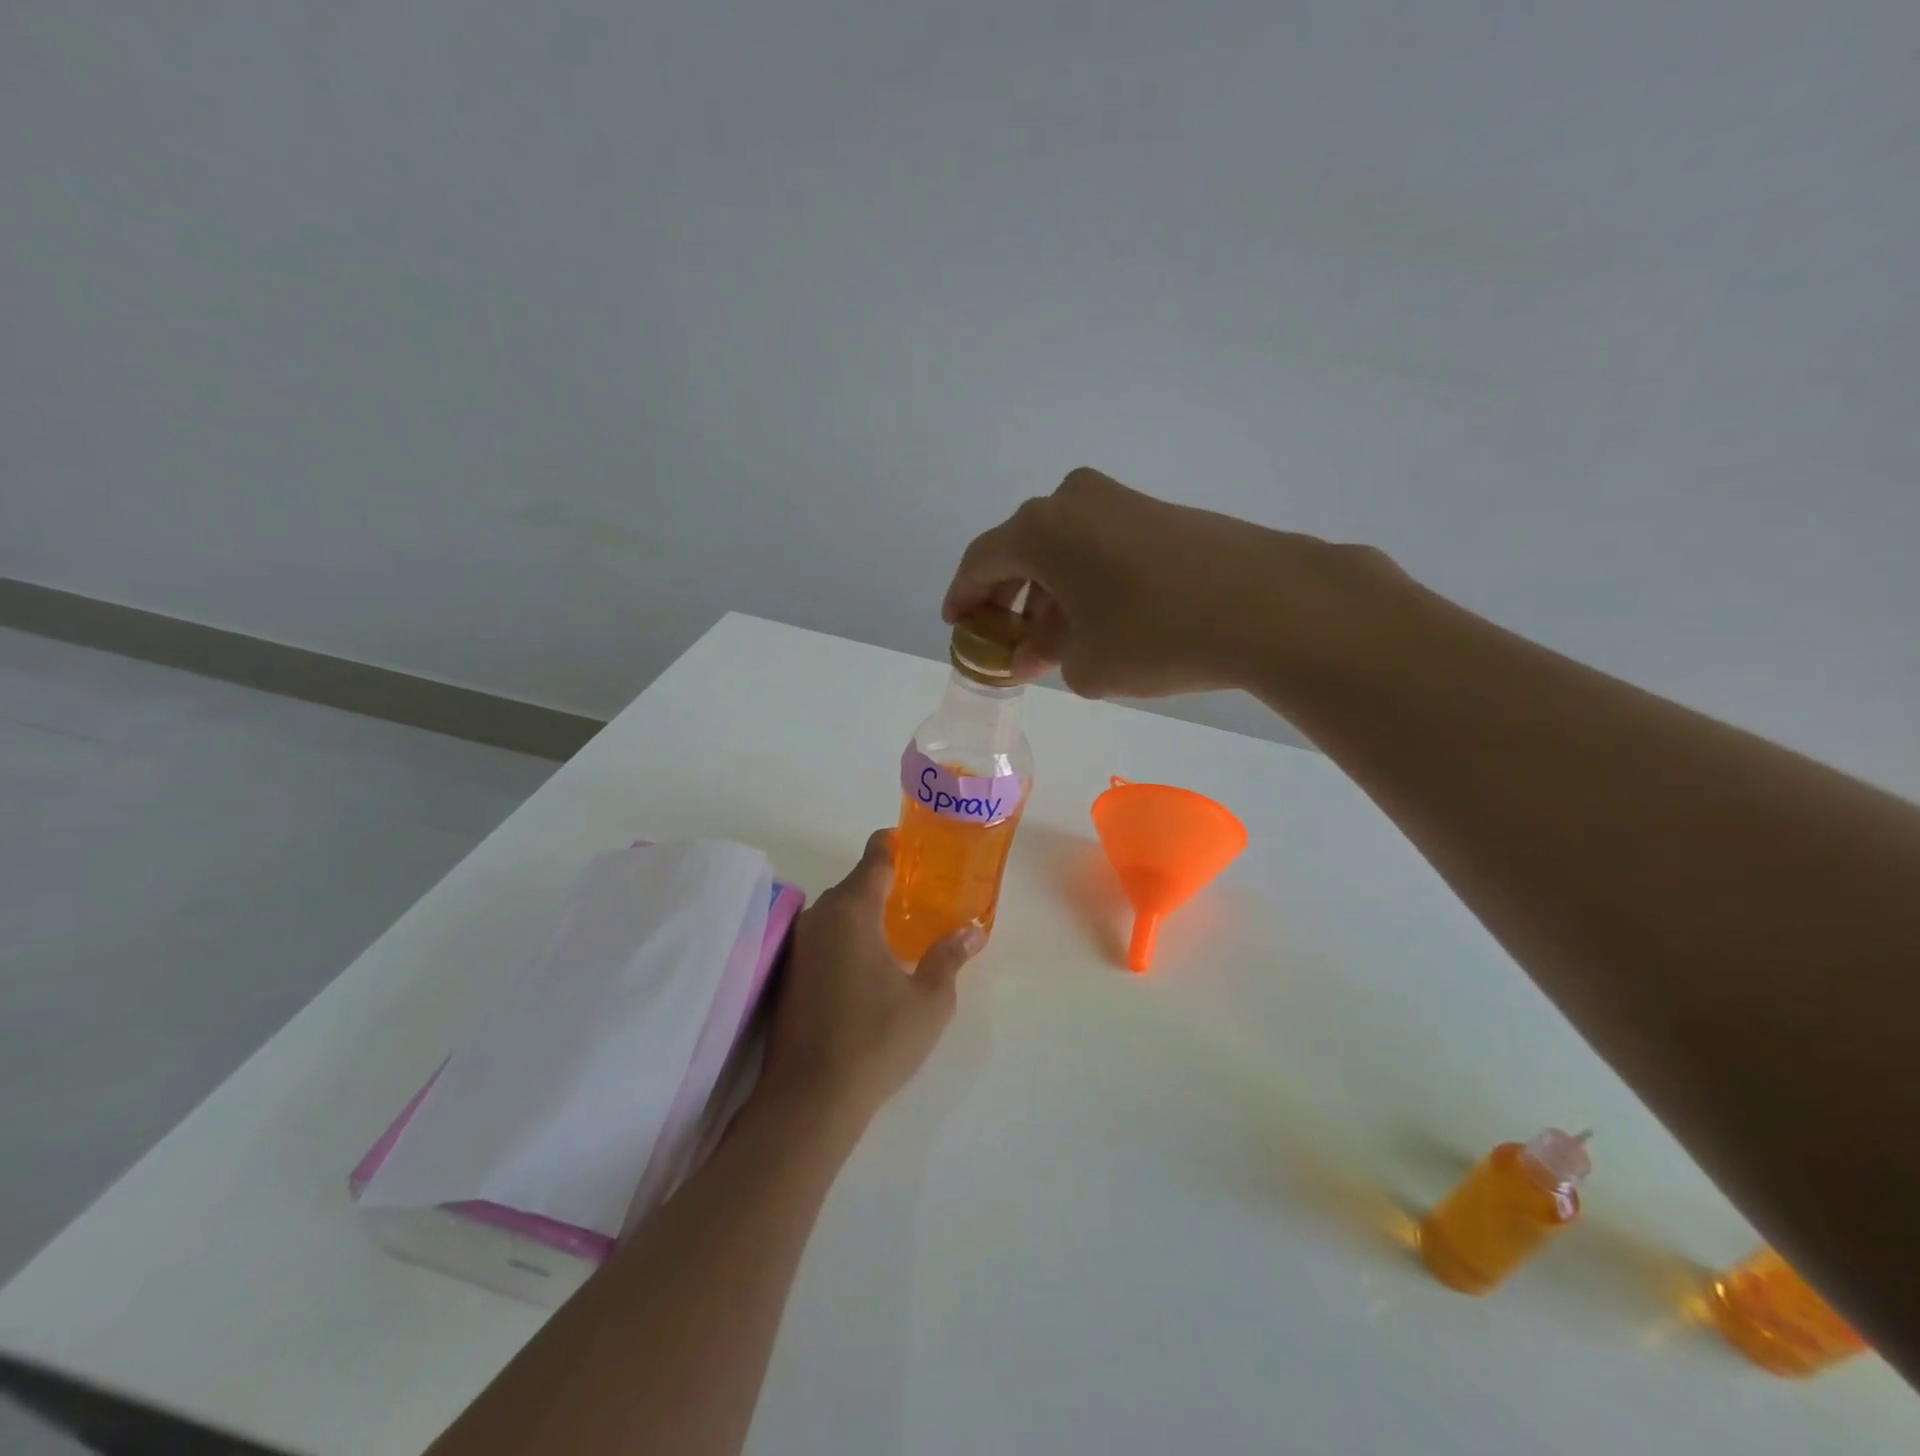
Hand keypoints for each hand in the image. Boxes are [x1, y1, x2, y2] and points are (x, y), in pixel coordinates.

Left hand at [757, 830, 982, 1120]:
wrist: (809, 1098)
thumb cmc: (877, 1040)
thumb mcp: (930, 1001)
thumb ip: (949, 957)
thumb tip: (972, 931)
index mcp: (854, 910)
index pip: (875, 857)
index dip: (896, 845)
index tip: (917, 847)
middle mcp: (821, 916)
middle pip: (855, 883)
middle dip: (886, 884)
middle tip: (921, 897)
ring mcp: (800, 944)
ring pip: (837, 911)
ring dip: (864, 913)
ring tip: (899, 931)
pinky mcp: (789, 972)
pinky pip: (824, 936)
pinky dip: (846, 937)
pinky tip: (867, 965)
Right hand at [943, 467, 1398, 699]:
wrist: (1269, 605)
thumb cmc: (1155, 636)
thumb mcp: (1085, 663)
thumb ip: (1045, 655)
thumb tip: (1033, 651)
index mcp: (1040, 530)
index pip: (980, 561)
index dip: (963, 596)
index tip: (956, 624)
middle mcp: (1073, 501)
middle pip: (1021, 550)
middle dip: (1009, 598)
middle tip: (1006, 639)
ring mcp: (1121, 500)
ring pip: (1064, 547)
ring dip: (1049, 591)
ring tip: (1055, 639)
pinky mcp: (1160, 512)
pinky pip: (1100, 544)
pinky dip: (1086, 579)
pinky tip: (1099, 618)